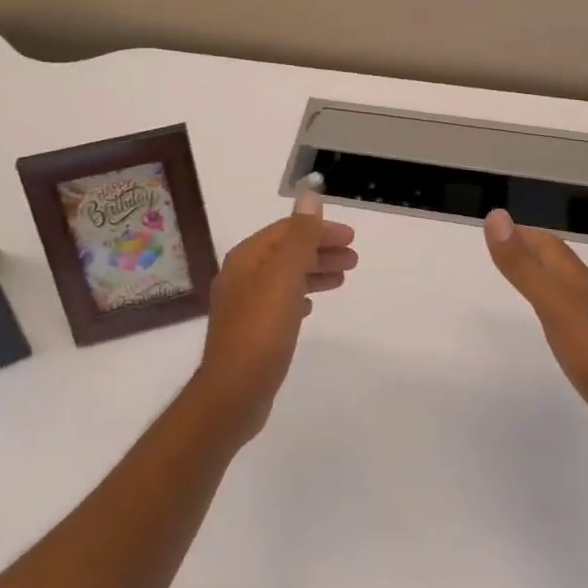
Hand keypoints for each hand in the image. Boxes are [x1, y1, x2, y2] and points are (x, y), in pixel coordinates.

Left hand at [194, 195, 356, 446]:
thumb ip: (300, 236)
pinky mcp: (251, 332)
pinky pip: (280, 301)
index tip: (351, 238)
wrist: (233, 393)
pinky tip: (312, 305)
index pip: (287, 231)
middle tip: (353, 259)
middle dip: (320, 250)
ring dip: (313, 272)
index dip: (320, 230)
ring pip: (285, 277)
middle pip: (286, 252)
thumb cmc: (261, 329)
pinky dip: (300, 295)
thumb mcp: (285, 277)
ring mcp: (244, 305)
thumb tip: (310, 194)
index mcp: (246, 258)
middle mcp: (241, 276)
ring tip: (342, 279)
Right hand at [483, 209, 587, 462]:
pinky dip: (553, 314)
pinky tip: (549, 330)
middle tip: (501, 253)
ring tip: (519, 284)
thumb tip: (496, 215)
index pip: (549, 246)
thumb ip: (522, 265)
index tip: (495, 229)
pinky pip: (571, 323)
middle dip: (532, 253)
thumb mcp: (552, 304)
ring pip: (565, 292)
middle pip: (558, 265)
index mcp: (578, 281)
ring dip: (543, 281)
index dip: (523, 233)